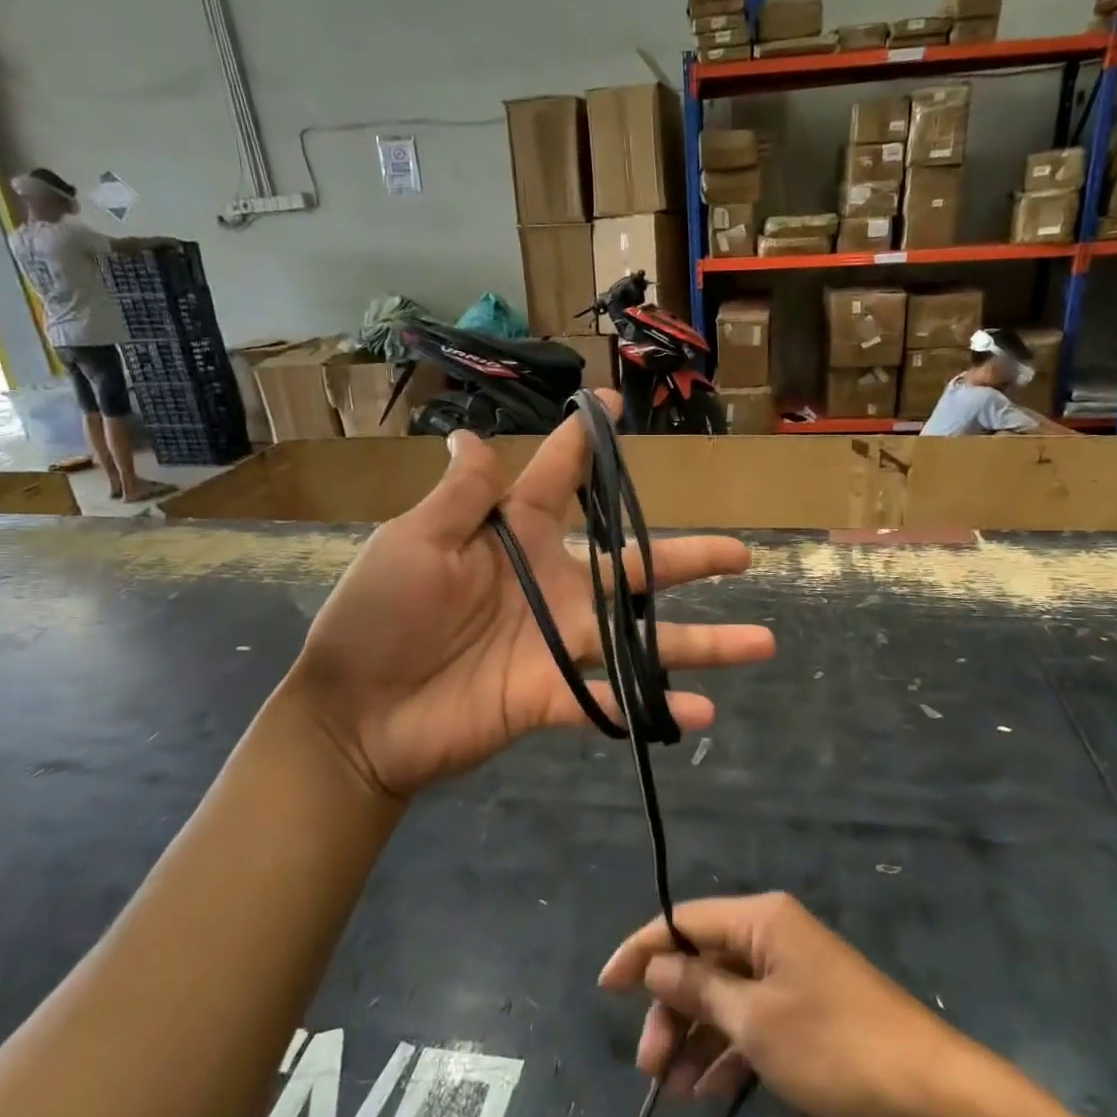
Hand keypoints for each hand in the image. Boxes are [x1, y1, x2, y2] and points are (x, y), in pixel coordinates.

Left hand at [285, 393, 775, 799]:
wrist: (354, 712)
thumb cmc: (378, 616)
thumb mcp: (414, 543)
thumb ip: (461, 496)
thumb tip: (470, 435)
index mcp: (516, 538)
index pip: (559, 480)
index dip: (584, 442)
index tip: (612, 404)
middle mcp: (553, 585)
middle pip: (634, 566)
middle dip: (688, 557)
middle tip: (742, 552)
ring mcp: (558, 643)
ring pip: (644, 639)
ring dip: (703, 641)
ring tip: (762, 642)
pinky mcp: (552, 696)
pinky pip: (613, 701)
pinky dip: (656, 706)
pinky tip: (702, 712)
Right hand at [598, 892, 984, 1116]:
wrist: (930, 1093)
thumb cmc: (833, 1045)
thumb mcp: (755, 1020)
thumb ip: (700, 987)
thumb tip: (656, 962)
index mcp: (761, 919)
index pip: (685, 921)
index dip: (642, 950)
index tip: (606, 988)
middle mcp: (773, 935)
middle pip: (703, 961)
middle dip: (672, 1010)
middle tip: (649, 1067)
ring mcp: (792, 973)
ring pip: (726, 994)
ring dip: (696, 1037)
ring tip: (673, 1090)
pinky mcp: (807, 1009)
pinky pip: (753, 1019)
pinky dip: (729, 1050)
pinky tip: (708, 1091)